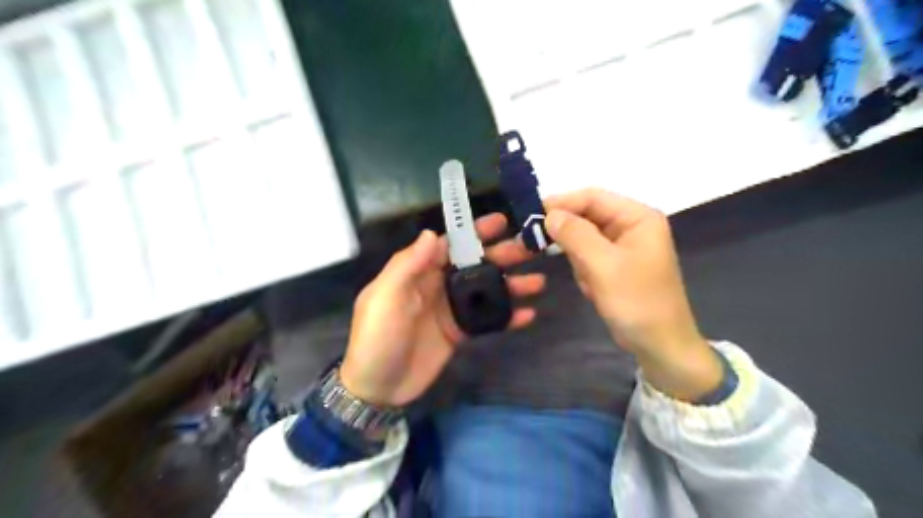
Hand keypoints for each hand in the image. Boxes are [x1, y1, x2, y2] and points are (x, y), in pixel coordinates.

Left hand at [337, 214, 542, 407]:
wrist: (377, 388)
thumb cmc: (378, 337)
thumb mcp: (385, 297)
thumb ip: (408, 265)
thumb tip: (432, 234)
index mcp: (418, 271)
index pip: (451, 245)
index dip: (475, 232)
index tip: (502, 222)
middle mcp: (437, 285)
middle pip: (474, 265)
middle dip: (502, 256)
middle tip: (530, 249)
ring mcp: (450, 310)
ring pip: (485, 291)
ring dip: (511, 285)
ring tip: (538, 281)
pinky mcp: (459, 333)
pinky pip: (486, 321)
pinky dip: (507, 317)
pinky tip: (528, 315)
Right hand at [543, 189, 724, 400]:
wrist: (660, 346)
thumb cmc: (637, 303)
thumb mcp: (603, 266)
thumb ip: (575, 235)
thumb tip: (549, 214)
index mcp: (637, 217)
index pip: (592, 197)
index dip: (561, 203)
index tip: (530, 216)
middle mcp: (631, 225)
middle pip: (587, 215)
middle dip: (568, 234)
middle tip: (538, 245)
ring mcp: (623, 245)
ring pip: (584, 237)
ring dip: (577, 257)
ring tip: (587, 280)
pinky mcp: (616, 263)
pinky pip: (589, 256)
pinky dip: (584, 270)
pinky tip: (593, 288)